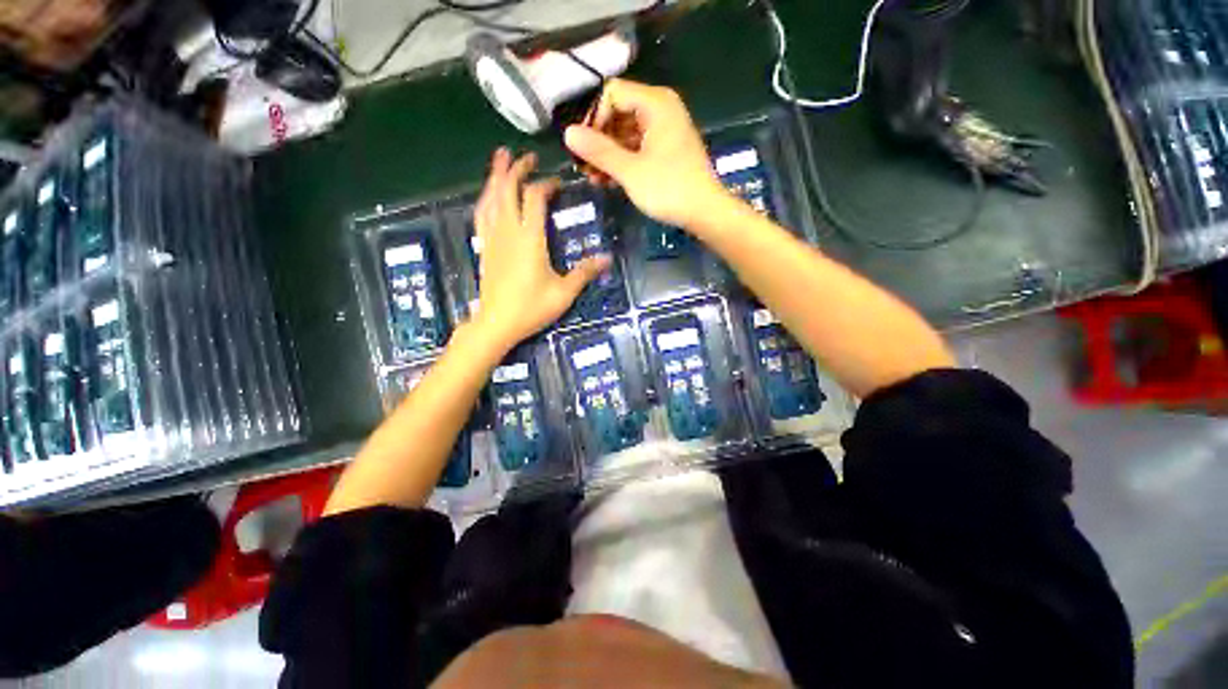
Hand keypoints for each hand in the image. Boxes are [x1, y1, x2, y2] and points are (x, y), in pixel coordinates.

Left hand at [469, 149, 610, 350]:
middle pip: (508, 189)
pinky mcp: (484, 247)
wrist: (497, 323)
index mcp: (530, 238)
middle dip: (517, 169)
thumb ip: (584, 273)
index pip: (535, 197)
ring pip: (490, 198)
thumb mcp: (564, 292)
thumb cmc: (532, 308)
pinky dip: (485, 198)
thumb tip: (607, 259)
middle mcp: (508, 230)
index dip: (547, 185)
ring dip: (496, 176)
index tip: (559, 184)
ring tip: (501, 158)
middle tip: (527, 155)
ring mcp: (492, 238)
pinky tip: (488, 195)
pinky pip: (481, 215)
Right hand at [564, 79, 730, 229]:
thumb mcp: (630, 170)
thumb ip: (599, 150)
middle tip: (584, 167)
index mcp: (655, 103)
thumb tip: (568, 133)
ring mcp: (665, 131)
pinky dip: (623, 161)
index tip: (584, 148)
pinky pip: (638, 147)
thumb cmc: (668, 189)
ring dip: (608, 155)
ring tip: (594, 179)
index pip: (612, 94)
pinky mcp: (667, 150)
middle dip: (599, 140)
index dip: (594, 119)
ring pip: (627, 133)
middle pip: (619, 113)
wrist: (704, 212)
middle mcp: (661, 109)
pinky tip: (609, 181)